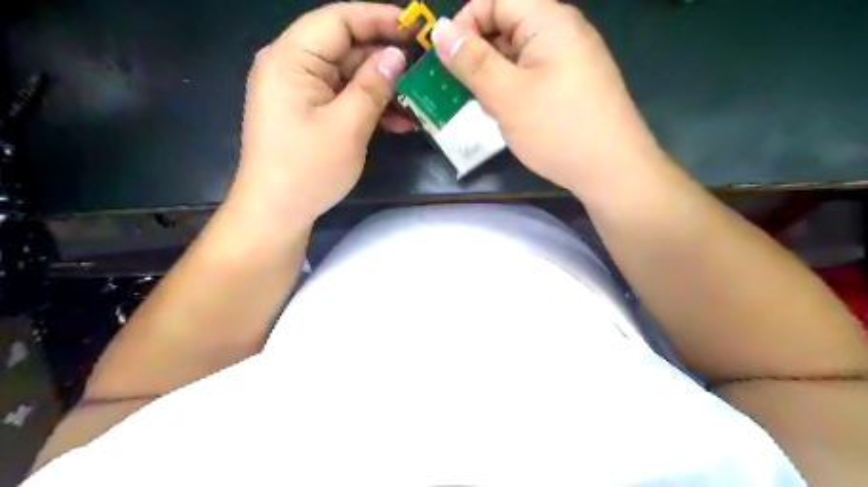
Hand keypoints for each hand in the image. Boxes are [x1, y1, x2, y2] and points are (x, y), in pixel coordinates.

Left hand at [228, 1, 408, 229]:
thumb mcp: (347, 126)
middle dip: (385, 60)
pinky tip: (398, 122)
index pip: (338, 20)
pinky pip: (343, 99)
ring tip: (417, 103)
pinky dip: (369, 107)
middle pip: (345, 48)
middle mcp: (292, 66)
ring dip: (382, 89)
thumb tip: (396, 56)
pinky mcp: (309, 113)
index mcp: (291, 59)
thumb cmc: (308, 169)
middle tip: (423, 71)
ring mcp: (300, 92)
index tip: (415, 28)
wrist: (277, 212)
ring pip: (348, 77)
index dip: (379, 19)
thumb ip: (373, 86)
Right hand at [433, 1, 665, 194]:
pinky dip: (513, 90)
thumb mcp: (506, 95)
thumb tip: (441, 31)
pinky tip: (508, 115)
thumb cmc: (557, 129)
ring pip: (517, 56)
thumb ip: (471, 61)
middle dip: (477, 56)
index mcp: (548, 20)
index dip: (465, 24)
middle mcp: (562, 31)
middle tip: (461, 90)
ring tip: (484, 107)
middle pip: (506, 26)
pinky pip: (532, 75)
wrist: (612, 170)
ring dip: (493, 77)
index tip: (446, 61)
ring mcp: (570, 59)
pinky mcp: (572, 85)